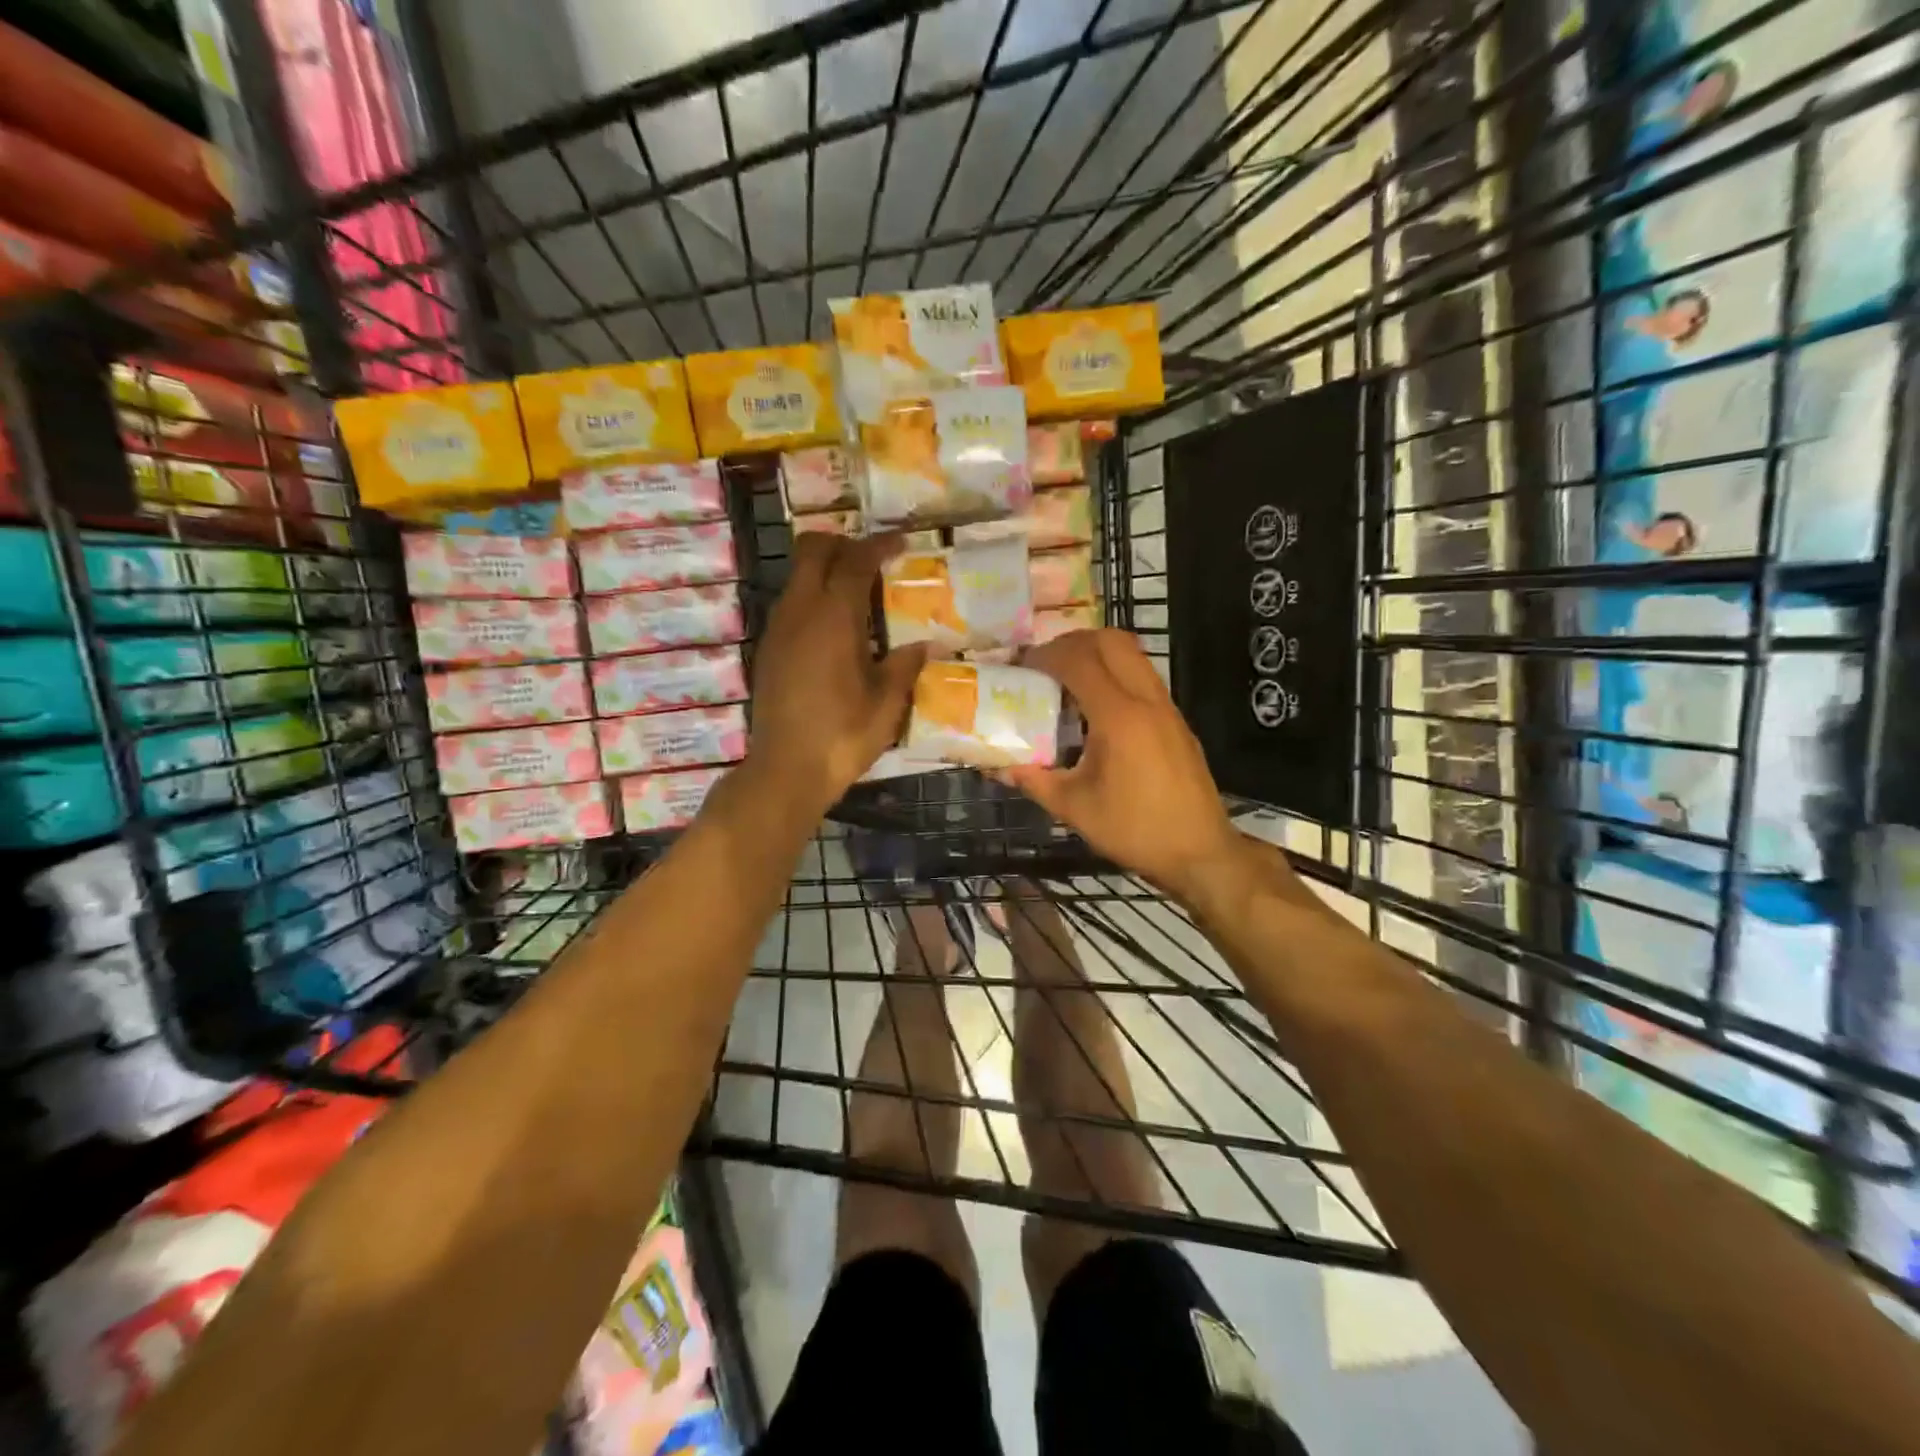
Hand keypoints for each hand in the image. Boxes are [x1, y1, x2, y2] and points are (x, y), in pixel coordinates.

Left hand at [745, 533, 926, 816]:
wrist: (787, 770)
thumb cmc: (843, 735)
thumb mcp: (887, 703)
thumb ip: (905, 666)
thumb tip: (923, 646)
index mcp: (834, 616)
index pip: (855, 560)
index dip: (879, 545)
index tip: (900, 543)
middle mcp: (799, 611)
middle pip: (812, 550)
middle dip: (842, 544)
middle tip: (872, 561)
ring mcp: (778, 629)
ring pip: (797, 577)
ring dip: (824, 572)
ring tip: (857, 596)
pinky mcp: (768, 650)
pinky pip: (790, 605)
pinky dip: (812, 599)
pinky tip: (834, 631)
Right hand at [1001, 630, 1240, 902]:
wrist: (1199, 852)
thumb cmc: (1134, 830)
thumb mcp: (1074, 808)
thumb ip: (1033, 780)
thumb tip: (996, 767)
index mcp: (1118, 717)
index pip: (1079, 661)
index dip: (1046, 655)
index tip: (1021, 666)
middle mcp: (1146, 700)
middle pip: (1111, 640)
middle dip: (1073, 642)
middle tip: (1046, 663)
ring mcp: (1167, 707)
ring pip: (1132, 654)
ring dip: (1098, 654)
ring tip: (1068, 681)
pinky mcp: (1177, 720)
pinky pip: (1143, 677)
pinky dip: (1116, 674)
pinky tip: (1097, 709)